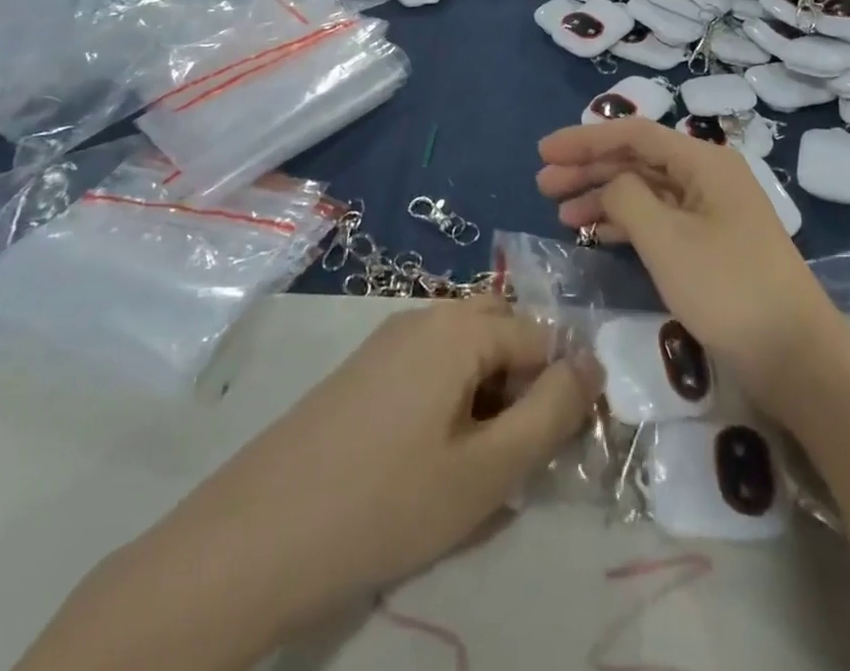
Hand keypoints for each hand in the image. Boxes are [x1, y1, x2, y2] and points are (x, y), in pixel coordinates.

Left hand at [210, 298, 598, 628]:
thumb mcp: (489, 470)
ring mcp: (391, 336)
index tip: (548, 454)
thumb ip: (553, 413)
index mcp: (463, 325)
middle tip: (511, 456)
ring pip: (467, 351)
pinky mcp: (366, 366)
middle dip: (523, 387)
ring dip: (487, 397)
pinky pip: (431, 366)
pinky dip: (450, 400)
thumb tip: (592, 365)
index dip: (558, 394)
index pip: (543, 340)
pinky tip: (428, 459)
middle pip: (504, 334)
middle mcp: (428, 313)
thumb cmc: (387, 502)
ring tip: (471, 466)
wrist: (257, 536)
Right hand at [536, 119, 848, 408]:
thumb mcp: (667, 239)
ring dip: (604, 196)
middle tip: (543, 185)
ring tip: (561, 214)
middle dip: (589, 168)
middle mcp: (708, 176)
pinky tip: (597, 233)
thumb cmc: (728, 289)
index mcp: (703, 161)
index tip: (543, 152)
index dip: (584, 139)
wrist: (797, 356)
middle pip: (638, 159)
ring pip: (647, 189)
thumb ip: (627, 198)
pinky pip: (660, 218)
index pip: (633, 134)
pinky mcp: (712, 243)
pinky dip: (627, 222)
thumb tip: (610, 185)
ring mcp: (712, 210)